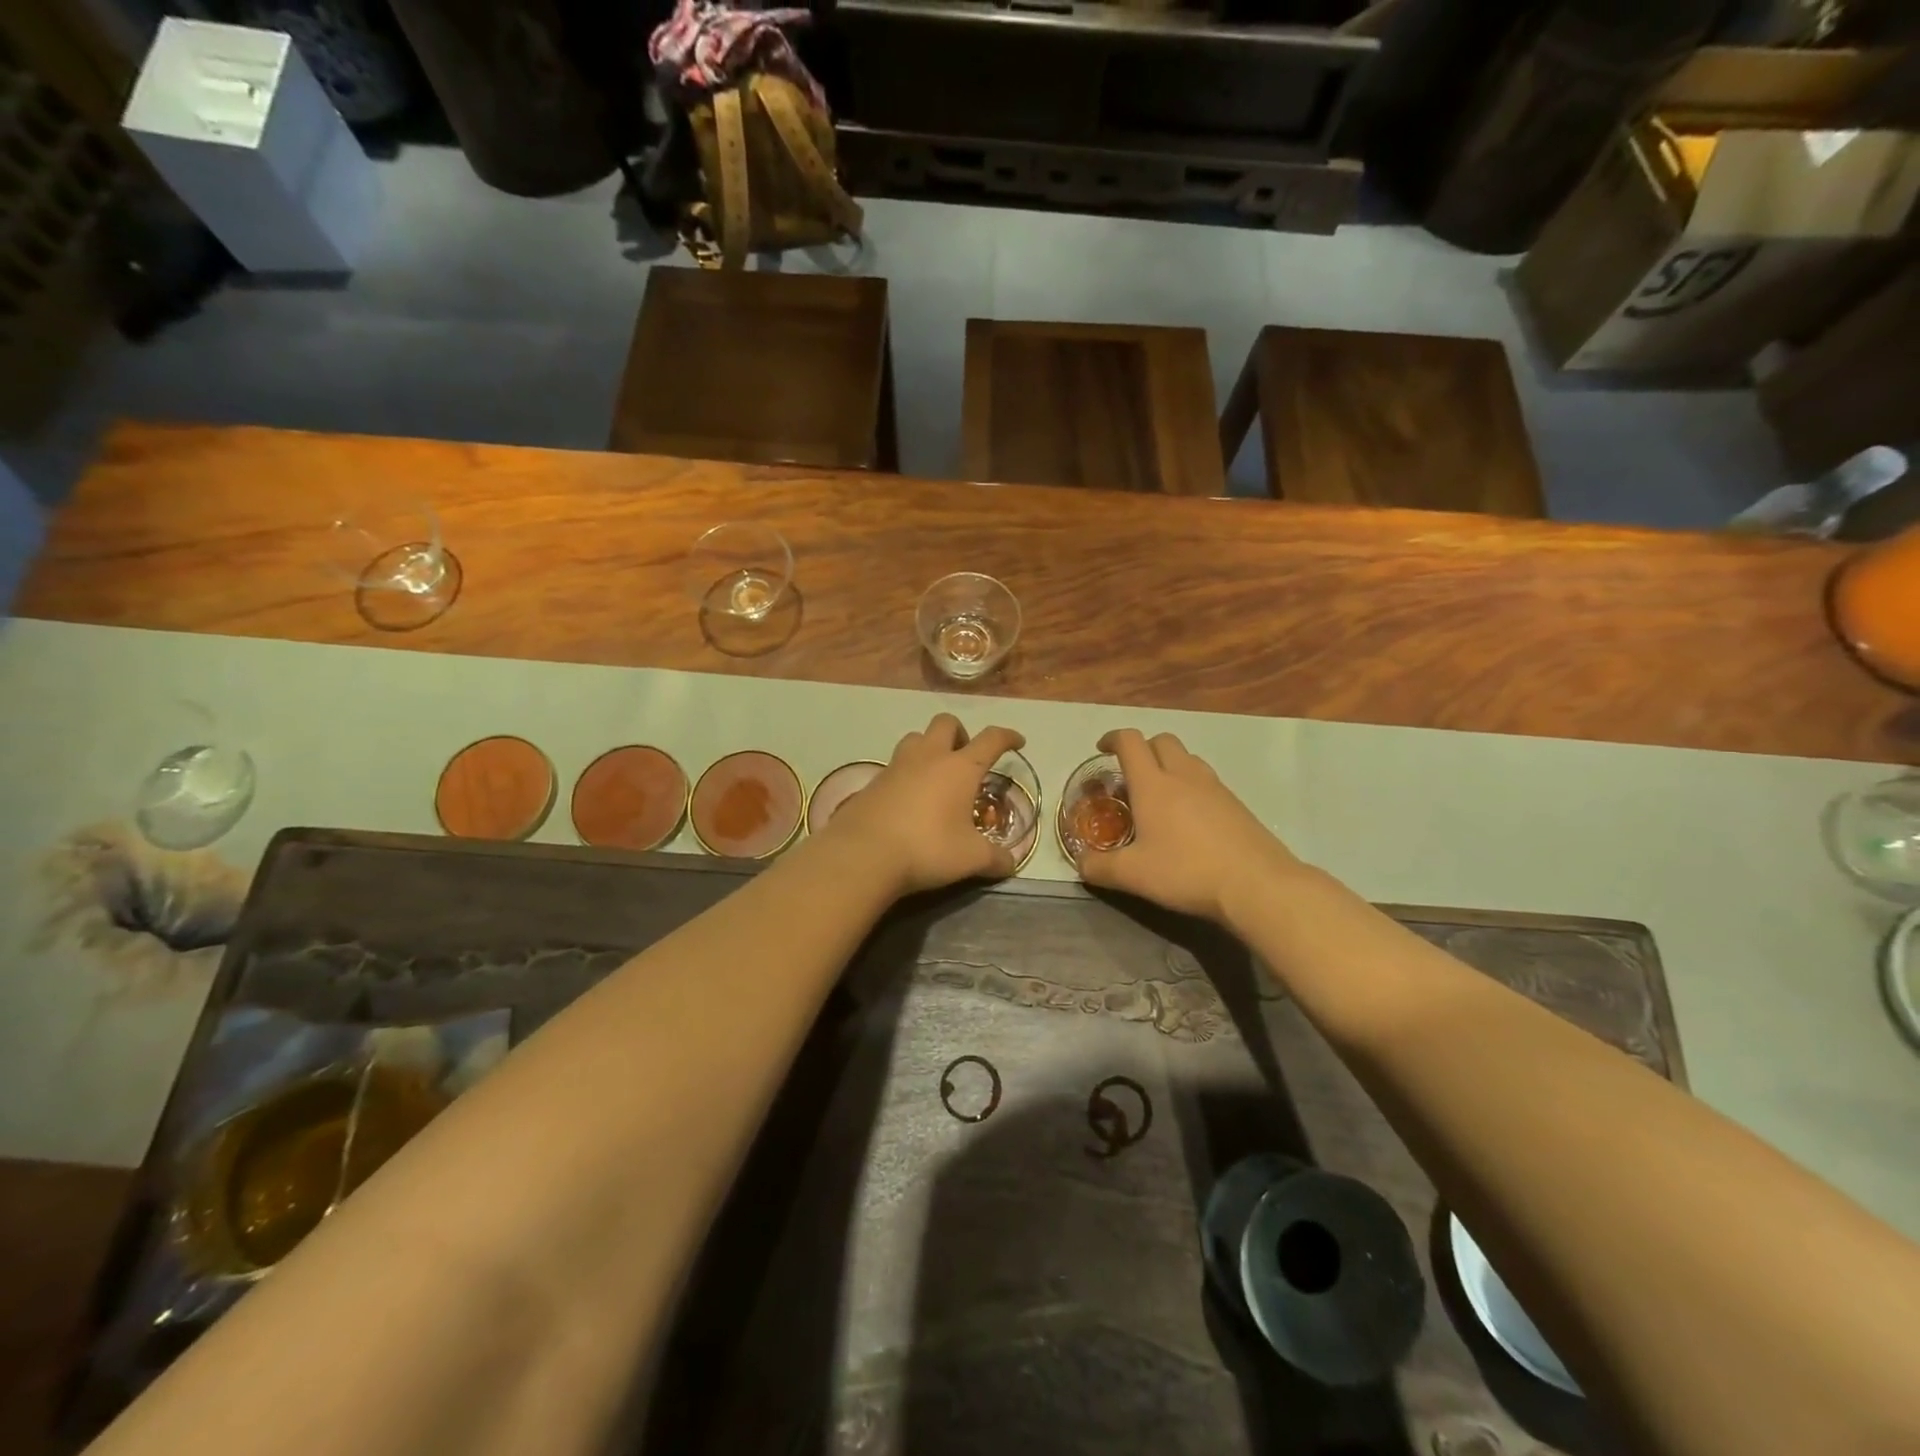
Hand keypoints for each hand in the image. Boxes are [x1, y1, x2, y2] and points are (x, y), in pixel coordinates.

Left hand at [824, 714, 1026, 896]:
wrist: (863, 854)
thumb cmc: (927, 848)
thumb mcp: (971, 858)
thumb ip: (995, 859)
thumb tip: (1011, 863)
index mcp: (960, 768)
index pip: (991, 739)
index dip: (1007, 737)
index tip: (1017, 741)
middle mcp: (929, 757)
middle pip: (946, 723)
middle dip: (961, 734)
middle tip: (966, 759)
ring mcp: (896, 766)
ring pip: (916, 738)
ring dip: (929, 747)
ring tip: (935, 775)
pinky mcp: (873, 782)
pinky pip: (895, 765)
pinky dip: (907, 774)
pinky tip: (909, 800)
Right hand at [1074, 728, 1303, 924]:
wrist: (1256, 884)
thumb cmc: (1186, 872)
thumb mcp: (1133, 875)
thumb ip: (1099, 867)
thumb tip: (1080, 863)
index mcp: (1153, 784)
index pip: (1130, 742)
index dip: (1113, 738)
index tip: (1102, 749)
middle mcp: (1184, 775)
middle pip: (1162, 740)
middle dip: (1143, 748)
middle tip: (1131, 774)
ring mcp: (1215, 787)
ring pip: (1188, 758)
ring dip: (1169, 764)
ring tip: (1159, 794)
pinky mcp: (1236, 804)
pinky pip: (1207, 780)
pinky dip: (1191, 785)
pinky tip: (1189, 818)